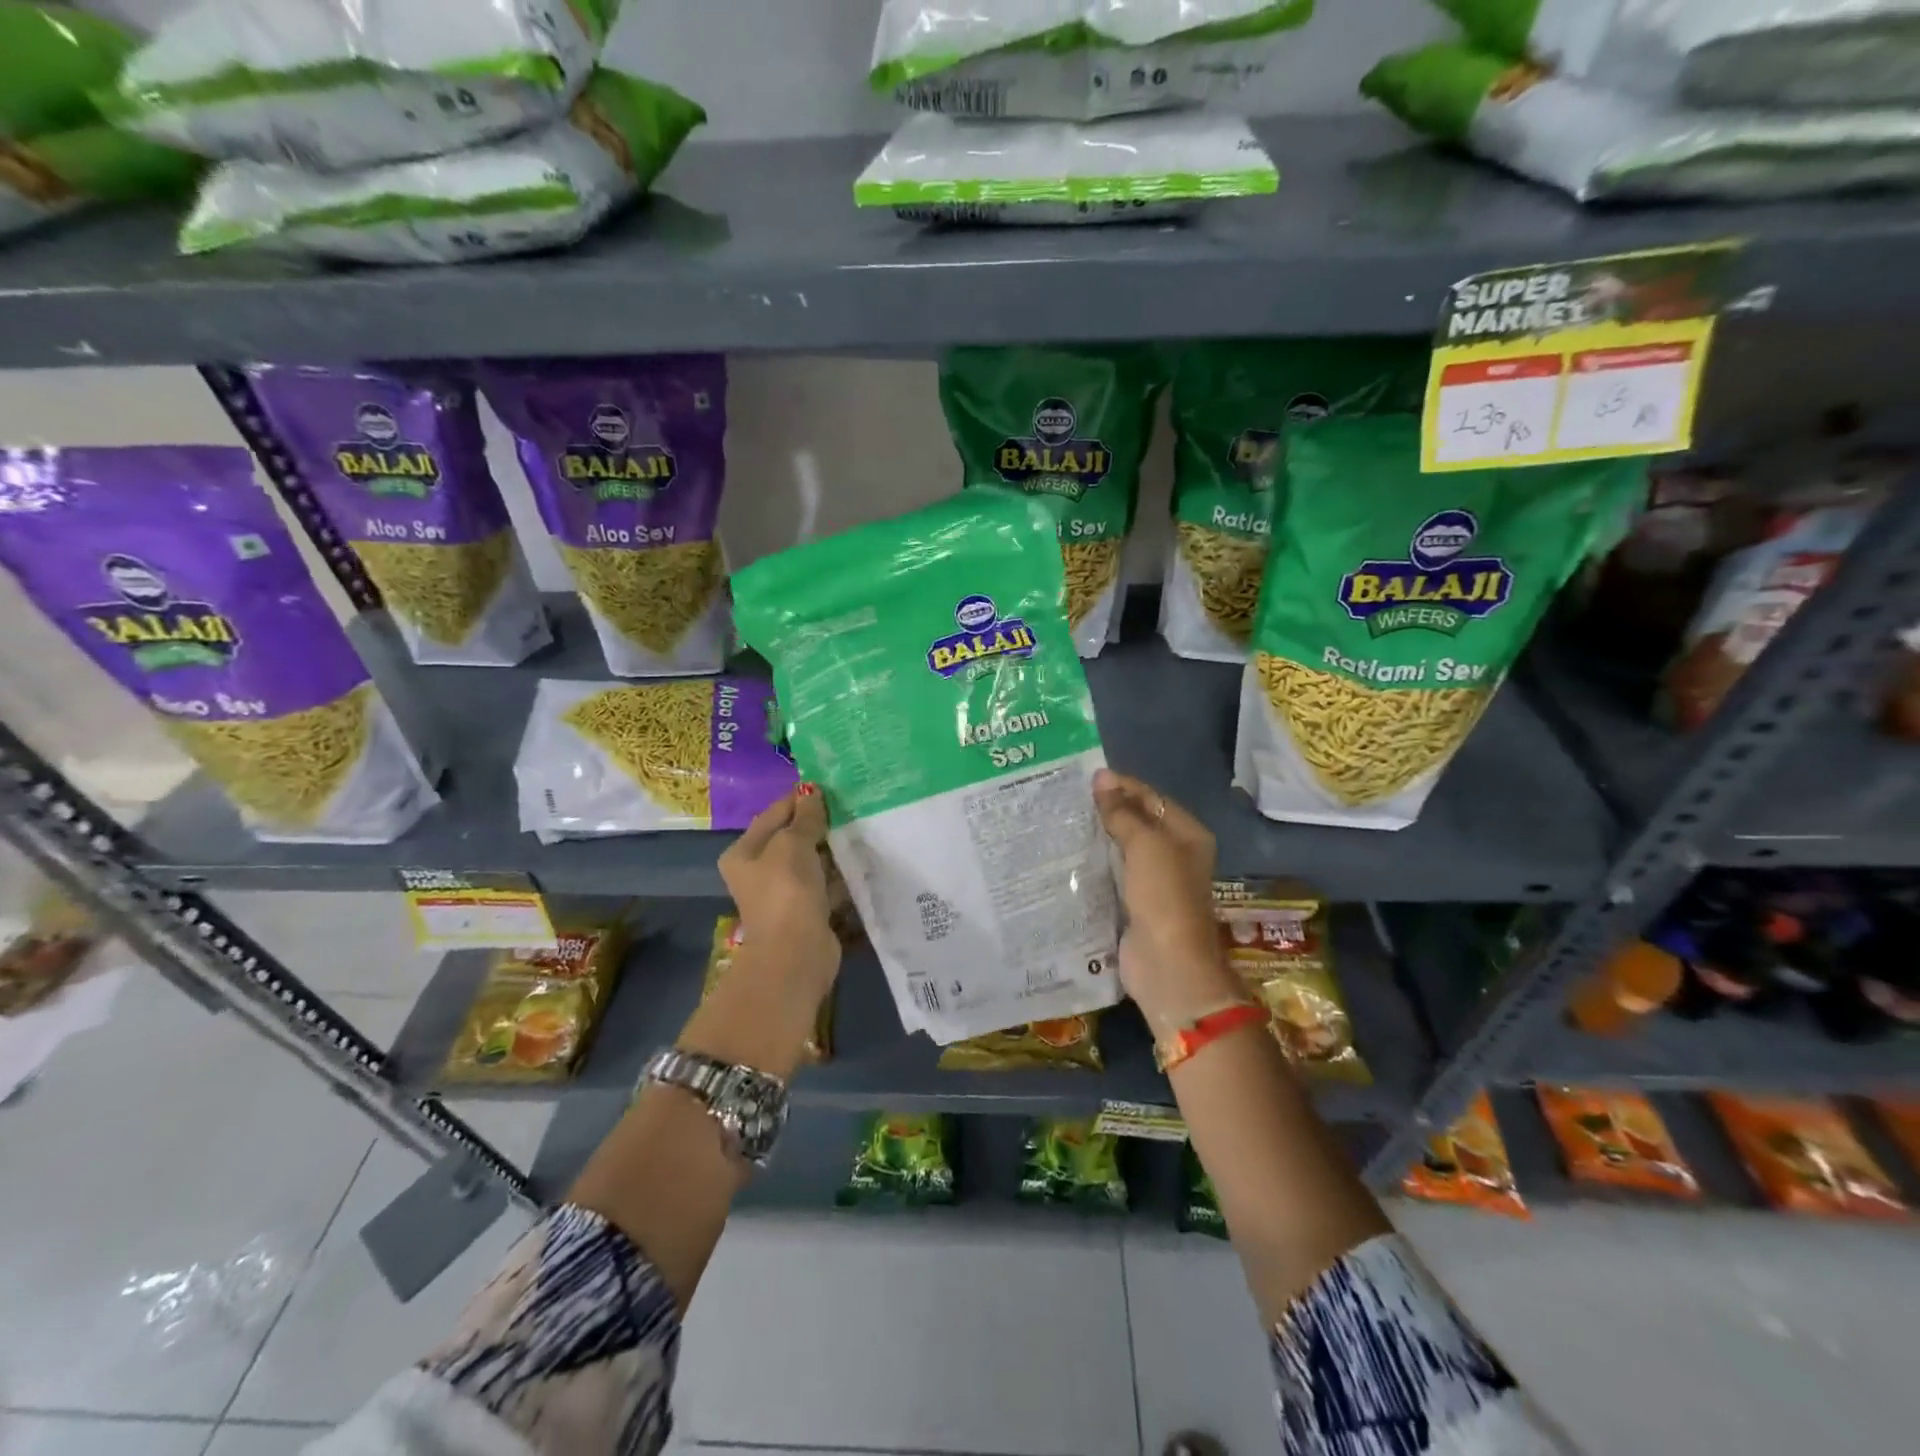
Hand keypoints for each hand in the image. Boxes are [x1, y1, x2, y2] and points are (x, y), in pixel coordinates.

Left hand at [717, 784, 840, 997]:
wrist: (796, 953)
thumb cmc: (786, 891)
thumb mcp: (793, 844)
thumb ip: (805, 817)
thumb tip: (812, 792)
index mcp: (744, 853)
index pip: (772, 815)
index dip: (798, 800)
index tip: (828, 786)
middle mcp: (760, 872)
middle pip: (792, 838)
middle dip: (819, 824)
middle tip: (849, 806)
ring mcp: (784, 893)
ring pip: (812, 861)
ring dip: (832, 849)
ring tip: (860, 828)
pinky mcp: (808, 910)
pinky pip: (826, 883)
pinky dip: (840, 874)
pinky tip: (861, 860)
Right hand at [1092, 768, 1238, 1031]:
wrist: (1167, 965)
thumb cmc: (1164, 897)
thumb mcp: (1145, 845)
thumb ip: (1122, 812)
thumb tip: (1101, 777)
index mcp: (1187, 835)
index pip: (1151, 798)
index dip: (1121, 786)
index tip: (1084, 778)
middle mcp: (1175, 855)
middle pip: (1138, 822)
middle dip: (1107, 810)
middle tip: (1067, 798)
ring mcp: (1155, 882)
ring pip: (1123, 849)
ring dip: (1098, 837)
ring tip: (1062, 821)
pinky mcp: (1134, 904)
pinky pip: (1112, 875)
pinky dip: (1094, 864)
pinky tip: (1068, 856)